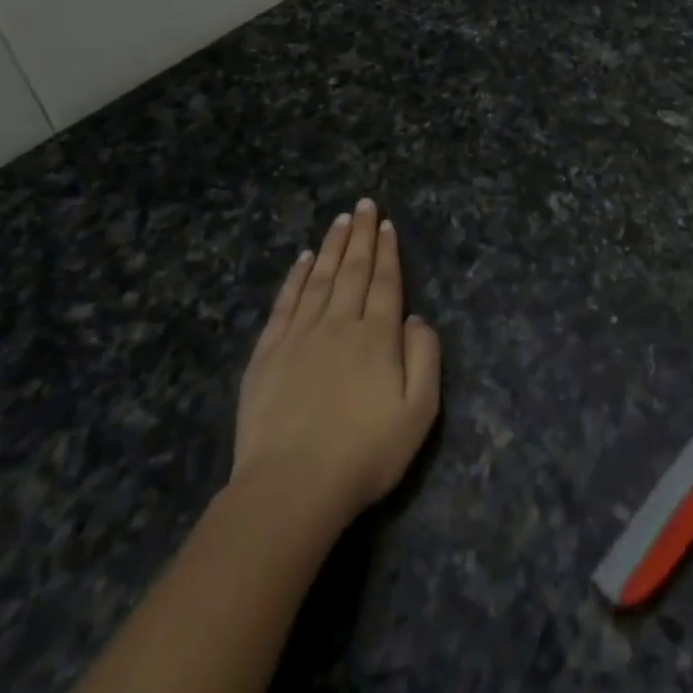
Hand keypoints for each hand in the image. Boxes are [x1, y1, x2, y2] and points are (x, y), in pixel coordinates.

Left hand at [233, 200, 440, 522]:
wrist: (290, 489)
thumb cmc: (364, 454)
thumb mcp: (419, 412)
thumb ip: (425, 357)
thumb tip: (415, 317)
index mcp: (377, 336)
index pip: (385, 281)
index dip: (388, 251)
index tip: (388, 223)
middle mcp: (340, 324)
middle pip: (354, 270)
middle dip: (362, 235)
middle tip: (365, 204)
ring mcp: (300, 336)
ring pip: (320, 278)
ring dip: (333, 246)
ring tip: (341, 219)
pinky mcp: (268, 354)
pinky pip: (285, 304)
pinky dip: (296, 277)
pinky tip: (303, 259)